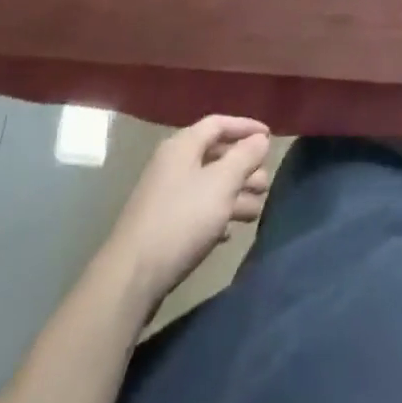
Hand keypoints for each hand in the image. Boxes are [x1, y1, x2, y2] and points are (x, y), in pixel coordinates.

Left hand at [99, 116, 271, 310]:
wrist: (131, 279)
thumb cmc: (181, 220)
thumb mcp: (221, 184)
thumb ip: (244, 157)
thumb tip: (260, 139)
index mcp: (183, 146)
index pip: (219, 123)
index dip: (246, 127)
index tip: (270, 137)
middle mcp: (172, 164)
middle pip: (215, 155)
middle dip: (244, 167)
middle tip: (265, 183)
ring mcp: (165, 196)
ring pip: (208, 185)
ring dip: (234, 194)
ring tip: (256, 211)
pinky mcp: (162, 226)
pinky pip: (197, 209)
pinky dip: (216, 214)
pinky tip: (229, 232)